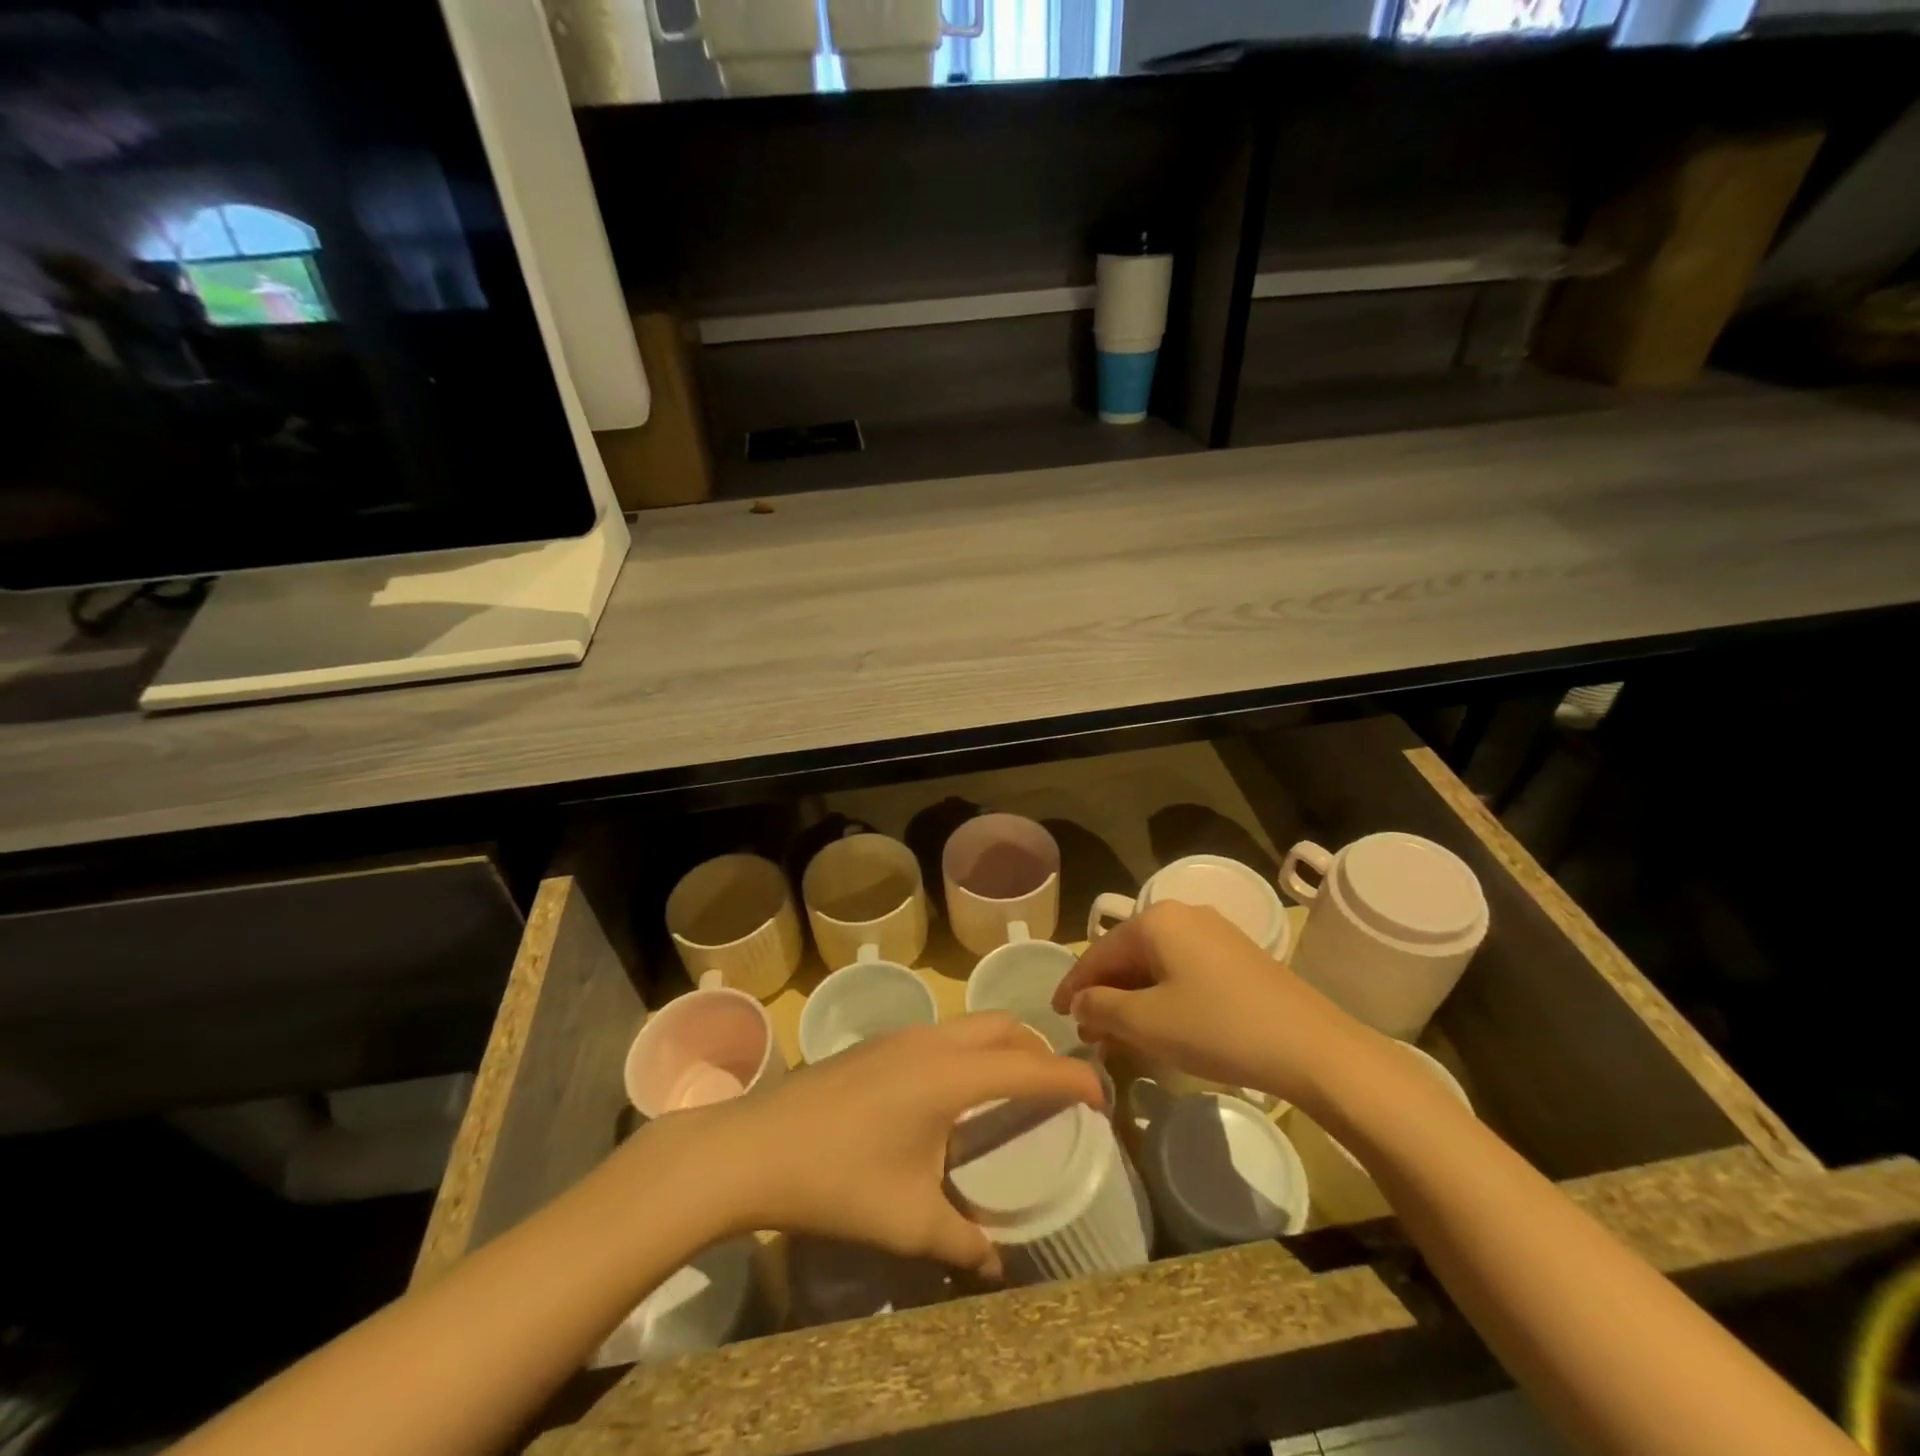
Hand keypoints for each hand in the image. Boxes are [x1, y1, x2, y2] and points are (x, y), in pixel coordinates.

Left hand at [636, 1014, 1102, 1279]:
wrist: (752, 1148)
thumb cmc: (837, 1180)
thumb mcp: (907, 1220)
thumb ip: (961, 1240)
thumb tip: (995, 1262)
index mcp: (951, 1075)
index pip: (1030, 1066)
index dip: (1073, 1078)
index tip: (1102, 1096)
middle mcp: (932, 1041)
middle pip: (1004, 1027)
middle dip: (1038, 1051)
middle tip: (1055, 1093)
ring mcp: (900, 1037)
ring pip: (971, 1024)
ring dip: (1001, 1047)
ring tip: (1010, 1092)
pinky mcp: (877, 1045)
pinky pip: (943, 1034)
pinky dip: (969, 1051)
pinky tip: (954, 1096)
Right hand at [1052, 901, 1371, 1103]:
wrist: (1312, 1048)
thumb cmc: (1218, 1028)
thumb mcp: (1147, 1023)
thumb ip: (1101, 1008)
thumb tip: (1080, 1003)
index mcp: (1156, 920)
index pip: (1098, 952)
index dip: (1073, 986)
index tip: (1056, 1015)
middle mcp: (1183, 914)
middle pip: (1127, 953)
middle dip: (1104, 993)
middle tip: (1088, 1031)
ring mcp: (1215, 932)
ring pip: (1156, 962)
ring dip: (1133, 996)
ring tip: (1119, 1034)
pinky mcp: (1238, 954)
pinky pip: (1183, 968)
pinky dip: (1163, 993)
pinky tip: (1162, 1022)